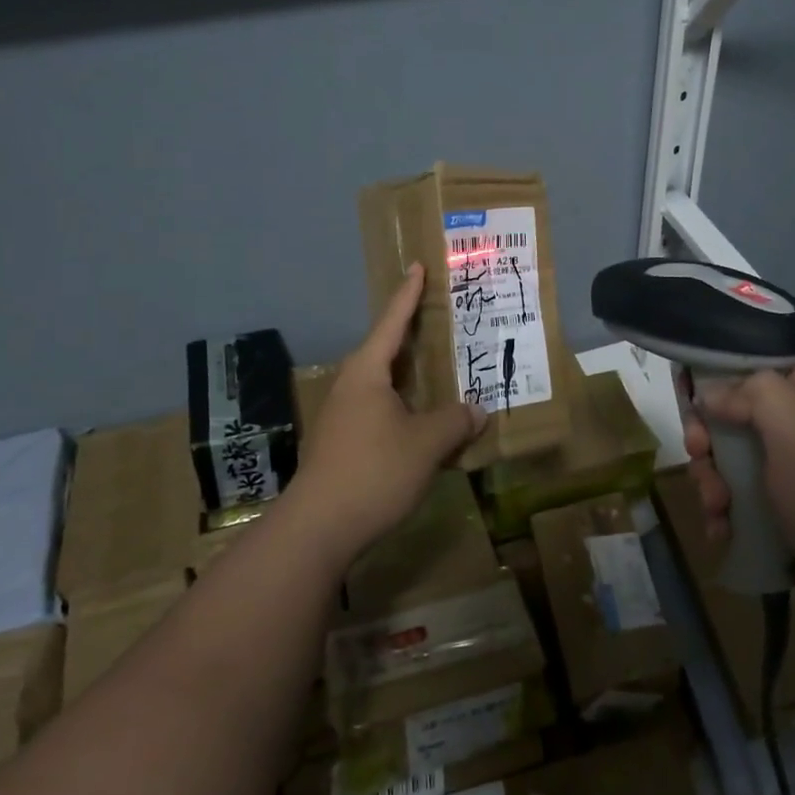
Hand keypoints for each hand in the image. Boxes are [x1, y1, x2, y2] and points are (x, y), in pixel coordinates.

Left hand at [295, 263, 485, 559]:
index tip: (418, 266)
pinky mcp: (343, 443)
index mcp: (367, 372)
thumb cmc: (373, 471)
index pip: (392, 322)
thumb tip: (476, 410)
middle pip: (387, 351)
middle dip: (414, 336)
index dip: (408, 294)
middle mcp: (352, 386)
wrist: (318, 528)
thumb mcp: (426, 443)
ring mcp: (343, 416)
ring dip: (412, 377)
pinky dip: (405, 406)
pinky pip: (381, 410)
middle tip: (444, 320)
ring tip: (442, 371)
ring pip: (385, 384)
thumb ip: (455, 421)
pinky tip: (425, 421)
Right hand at [683, 363, 794, 631]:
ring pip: (733, 461)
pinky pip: (742, 500)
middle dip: (709, 438)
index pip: (756, 367)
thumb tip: (711, 394)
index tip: (688, 398)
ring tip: (716, 508)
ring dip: (713, 481)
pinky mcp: (787, 513)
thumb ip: (752, 393)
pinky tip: (723, 532)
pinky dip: (726, 513)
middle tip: (698, 456)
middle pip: (735, 416)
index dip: (718, 377)